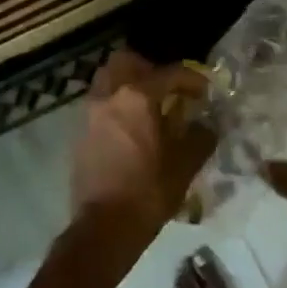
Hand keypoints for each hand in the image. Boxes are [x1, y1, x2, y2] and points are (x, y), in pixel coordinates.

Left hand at [69, 51, 216, 238]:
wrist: (104, 226)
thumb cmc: (148, 192)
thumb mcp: (185, 165)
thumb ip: (200, 137)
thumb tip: (206, 125)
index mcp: (137, 97)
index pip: (169, 73)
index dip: (191, 79)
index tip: (204, 92)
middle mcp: (109, 96)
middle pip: (125, 61)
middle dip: (149, 68)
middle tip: (167, 89)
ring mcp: (90, 113)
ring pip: (108, 79)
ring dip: (128, 84)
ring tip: (149, 107)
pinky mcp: (80, 132)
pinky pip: (100, 103)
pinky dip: (116, 104)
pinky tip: (132, 128)